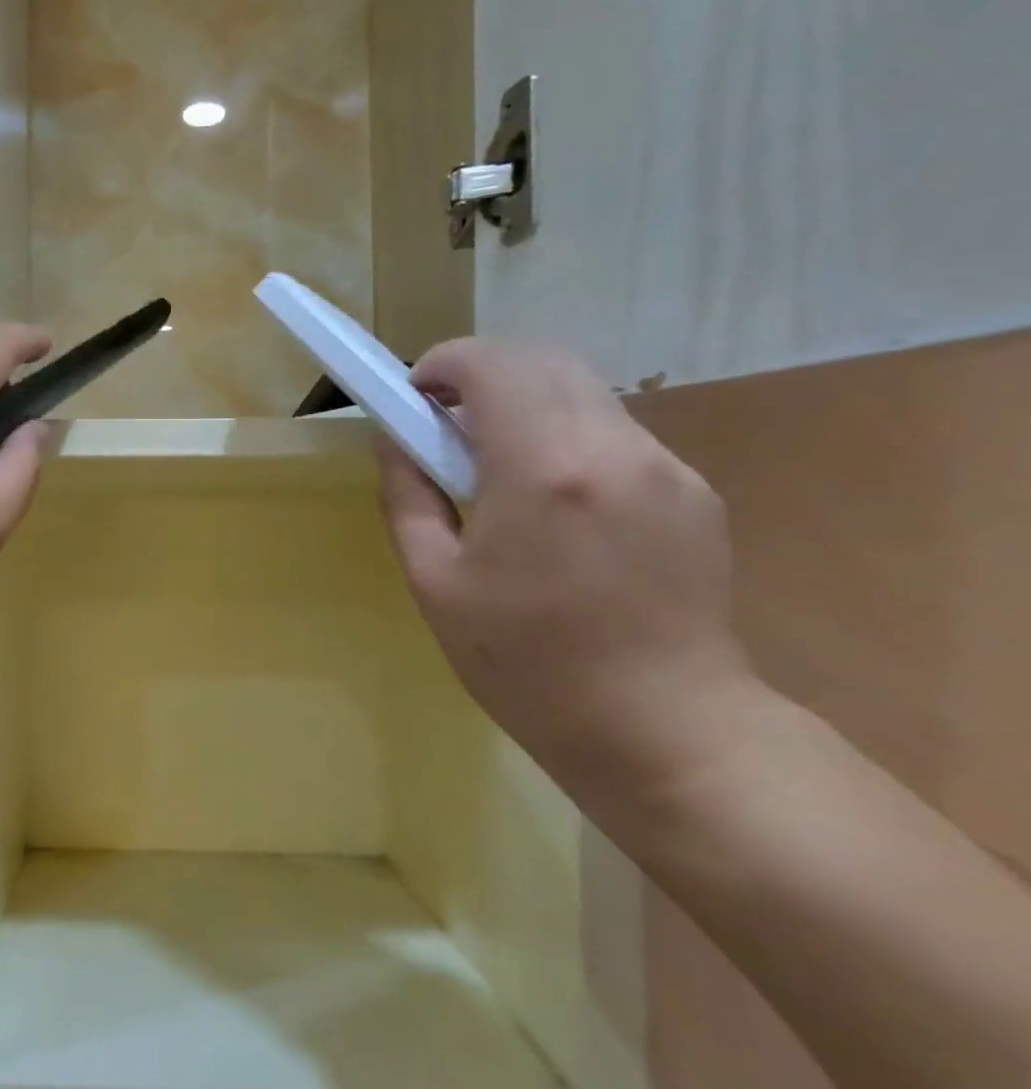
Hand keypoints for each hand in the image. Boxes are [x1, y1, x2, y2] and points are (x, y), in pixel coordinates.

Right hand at [377, 339, 755, 801]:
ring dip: (525, 404)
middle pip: (543, 360)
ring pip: (583, 391)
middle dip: (482, 373)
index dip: (443, 363)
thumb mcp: (434, 582)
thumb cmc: (526, 663)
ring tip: (494, 468)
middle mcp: (614, 448)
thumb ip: (408, 495)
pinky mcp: (694, 490)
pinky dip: (565, 436)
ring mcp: (665, 467)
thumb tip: (395, 440)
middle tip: (445, 424)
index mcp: (543, 470)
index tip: (414, 395)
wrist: (663, 728)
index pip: (492, 364)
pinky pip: (614, 433)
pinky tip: (551, 503)